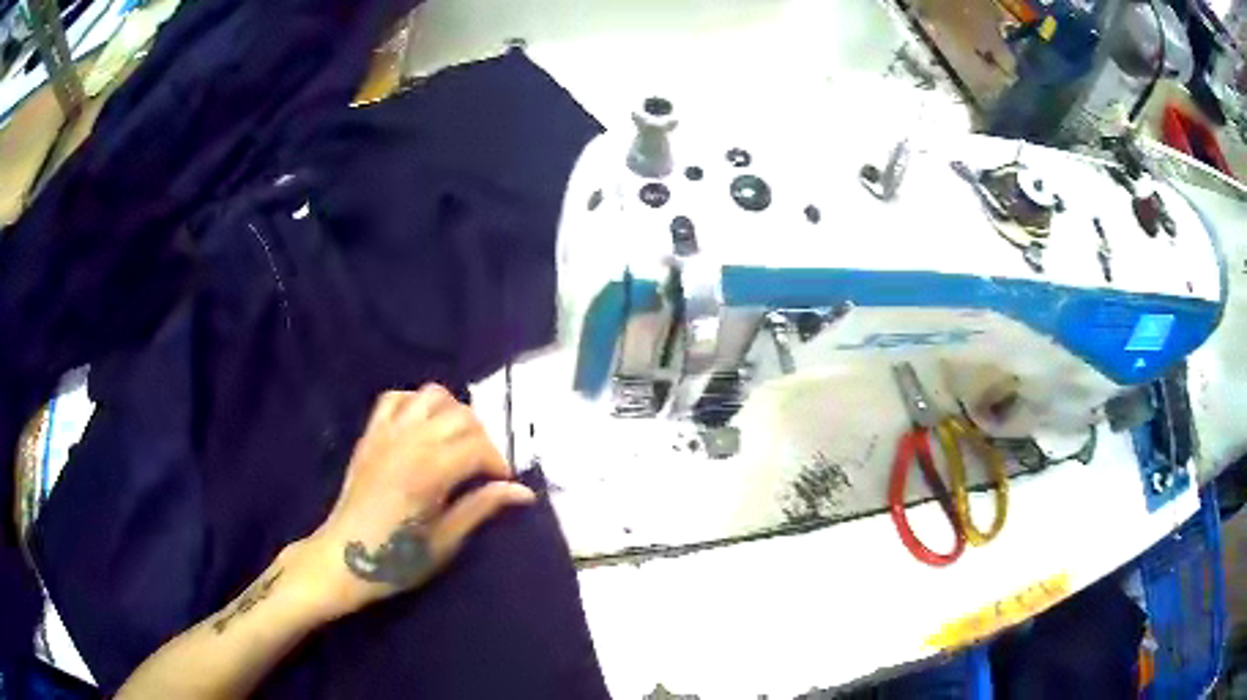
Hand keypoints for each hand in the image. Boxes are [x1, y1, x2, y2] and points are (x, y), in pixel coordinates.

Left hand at [287, 384, 535, 621]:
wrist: (343, 558)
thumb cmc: (396, 559)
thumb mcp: (445, 541)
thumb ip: (481, 507)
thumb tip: (523, 492)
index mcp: (430, 472)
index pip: (479, 448)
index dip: (499, 463)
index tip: (504, 484)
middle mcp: (410, 442)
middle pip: (461, 416)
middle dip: (482, 437)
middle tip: (484, 468)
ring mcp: (387, 433)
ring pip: (431, 395)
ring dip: (453, 412)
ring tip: (457, 441)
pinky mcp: (370, 434)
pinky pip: (395, 398)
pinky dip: (415, 403)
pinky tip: (422, 427)